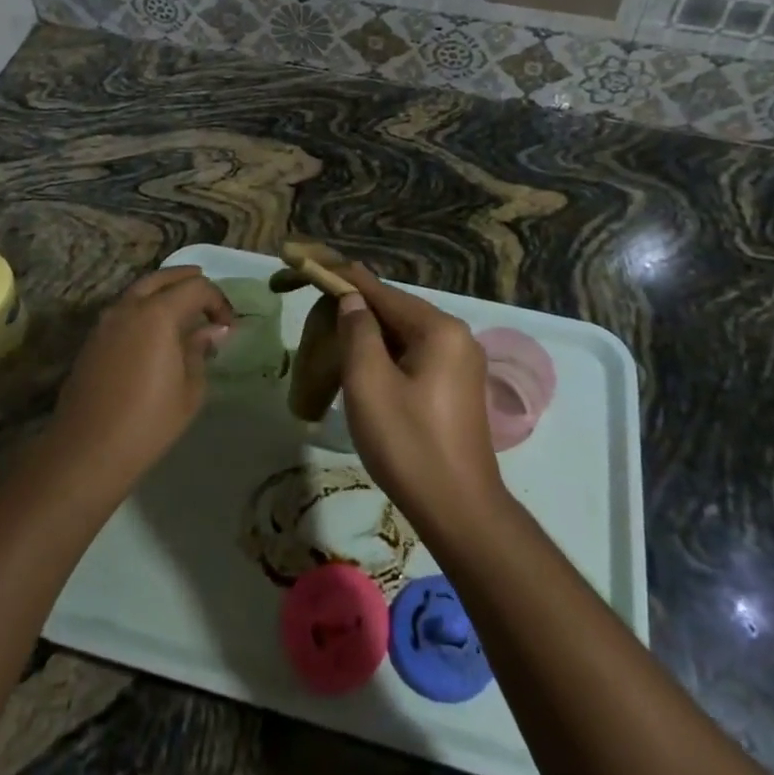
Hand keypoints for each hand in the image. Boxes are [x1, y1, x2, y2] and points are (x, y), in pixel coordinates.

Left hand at [51, 266, 233, 497]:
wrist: (87, 451)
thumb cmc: (148, 422)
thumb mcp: (190, 389)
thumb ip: (200, 350)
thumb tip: (211, 331)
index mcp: (158, 314)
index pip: (196, 287)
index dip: (218, 301)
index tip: (228, 326)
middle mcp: (129, 307)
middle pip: (164, 278)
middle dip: (190, 282)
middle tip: (209, 300)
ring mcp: (106, 321)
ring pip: (140, 290)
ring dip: (165, 292)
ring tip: (185, 312)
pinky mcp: (93, 339)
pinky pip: (125, 309)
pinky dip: (145, 308)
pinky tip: (156, 332)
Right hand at [335, 264, 504, 534]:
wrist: (460, 511)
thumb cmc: (409, 444)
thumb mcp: (370, 384)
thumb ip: (358, 332)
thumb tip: (352, 300)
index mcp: (439, 329)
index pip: (382, 292)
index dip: (344, 278)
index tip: (311, 263)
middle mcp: (457, 336)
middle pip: (397, 310)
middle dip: (357, 309)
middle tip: (317, 309)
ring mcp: (462, 362)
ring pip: (405, 335)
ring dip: (371, 334)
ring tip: (334, 337)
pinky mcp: (458, 387)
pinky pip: (416, 355)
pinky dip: (387, 354)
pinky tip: (365, 366)